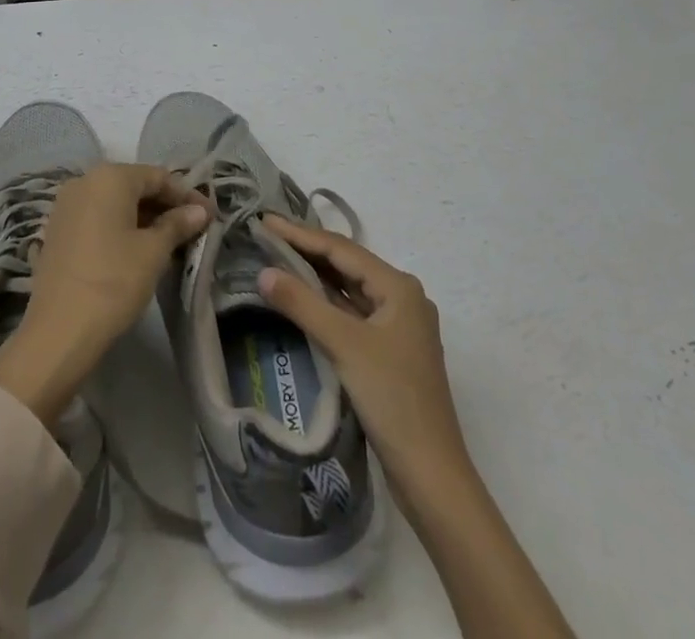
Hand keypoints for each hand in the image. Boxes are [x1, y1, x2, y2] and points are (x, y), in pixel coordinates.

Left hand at [0, 165, 208, 425]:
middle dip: (165, 206)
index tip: (209, 215)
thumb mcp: (153, 252)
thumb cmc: (113, 282)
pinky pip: (98, 218)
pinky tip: (138, 249)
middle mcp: (84, 181)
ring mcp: (66, 206)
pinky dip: (120, 227)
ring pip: (115, 203)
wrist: (58, 332)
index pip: (158, 177)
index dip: (186, 195)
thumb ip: (178, 224)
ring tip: (170, 241)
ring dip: (144, 218)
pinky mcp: (58, 230)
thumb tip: (200, 210)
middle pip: (134, 186)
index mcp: (109, 177)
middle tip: (193, 229)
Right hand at [258, 216, 471, 508]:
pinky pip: (352, 313)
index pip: (341, 250)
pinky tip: (302, 297)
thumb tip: (263, 272)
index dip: (300, 234)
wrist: (431, 473)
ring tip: (277, 257)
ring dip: (315, 275)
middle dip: (307, 250)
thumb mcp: (344, 346)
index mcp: (399, 287)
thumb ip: (302, 304)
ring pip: (349, 289)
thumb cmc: (392, 399)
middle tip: (266, 234)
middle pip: (346, 265)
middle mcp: (401, 297)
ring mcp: (397, 326)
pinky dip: (326, 302)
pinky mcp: (389, 351)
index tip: (264, 221)